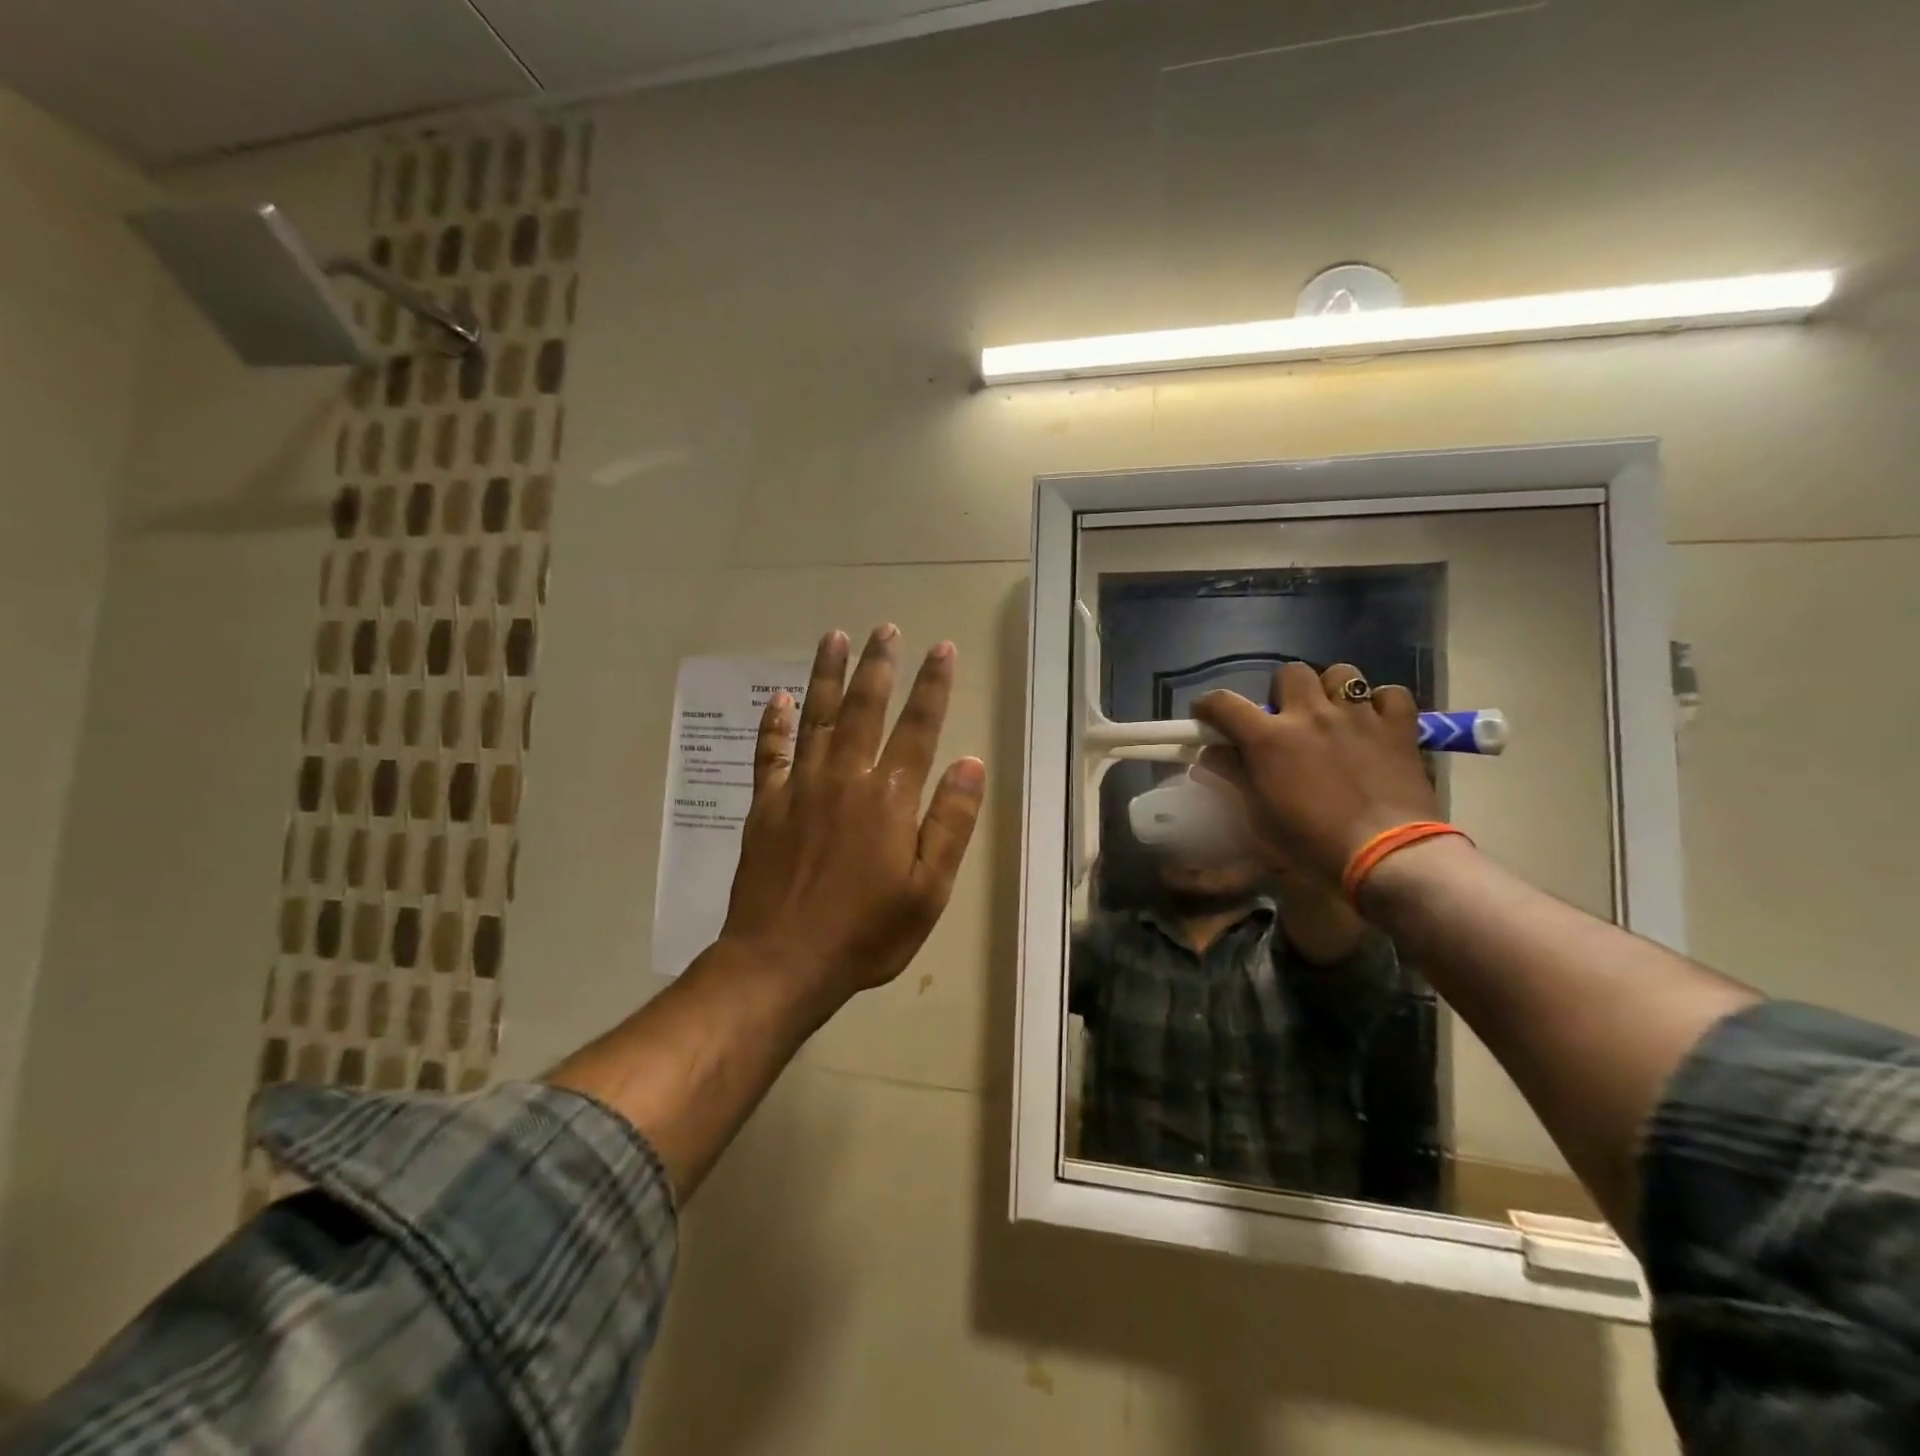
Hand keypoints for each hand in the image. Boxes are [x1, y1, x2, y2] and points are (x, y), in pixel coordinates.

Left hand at [720, 625, 985, 1005]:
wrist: (782, 962)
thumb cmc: (866, 932)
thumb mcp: (929, 889)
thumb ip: (951, 822)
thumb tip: (971, 763)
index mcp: (889, 798)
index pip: (918, 728)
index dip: (933, 686)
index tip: (941, 649)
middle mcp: (844, 778)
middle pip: (864, 708)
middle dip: (878, 666)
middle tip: (884, 629)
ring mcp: (800, 788)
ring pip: (816, 718)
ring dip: (826, 675)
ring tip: (833, 637)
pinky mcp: (766, 806)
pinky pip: (769, 754)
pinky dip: (774, 724)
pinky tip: (779, 698)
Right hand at [1193, 662, 1439, 884]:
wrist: (1387, 858)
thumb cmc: (1312, 844)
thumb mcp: (1258, 818)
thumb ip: (1233, 778)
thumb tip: (1210, 756)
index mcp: (1269, 739)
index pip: (1224, 703)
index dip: (1208, 706)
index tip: (1207, 717)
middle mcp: (1311, 715)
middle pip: (1291, 673)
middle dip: (1284, 692)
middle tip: (1286, 720)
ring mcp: (1358, 717)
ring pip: (1342, 674)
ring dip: (1332, 691)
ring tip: (1333, 716)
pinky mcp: (1398, 728)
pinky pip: (1391, 694)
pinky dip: (1381, 704)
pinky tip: (1375, 723)